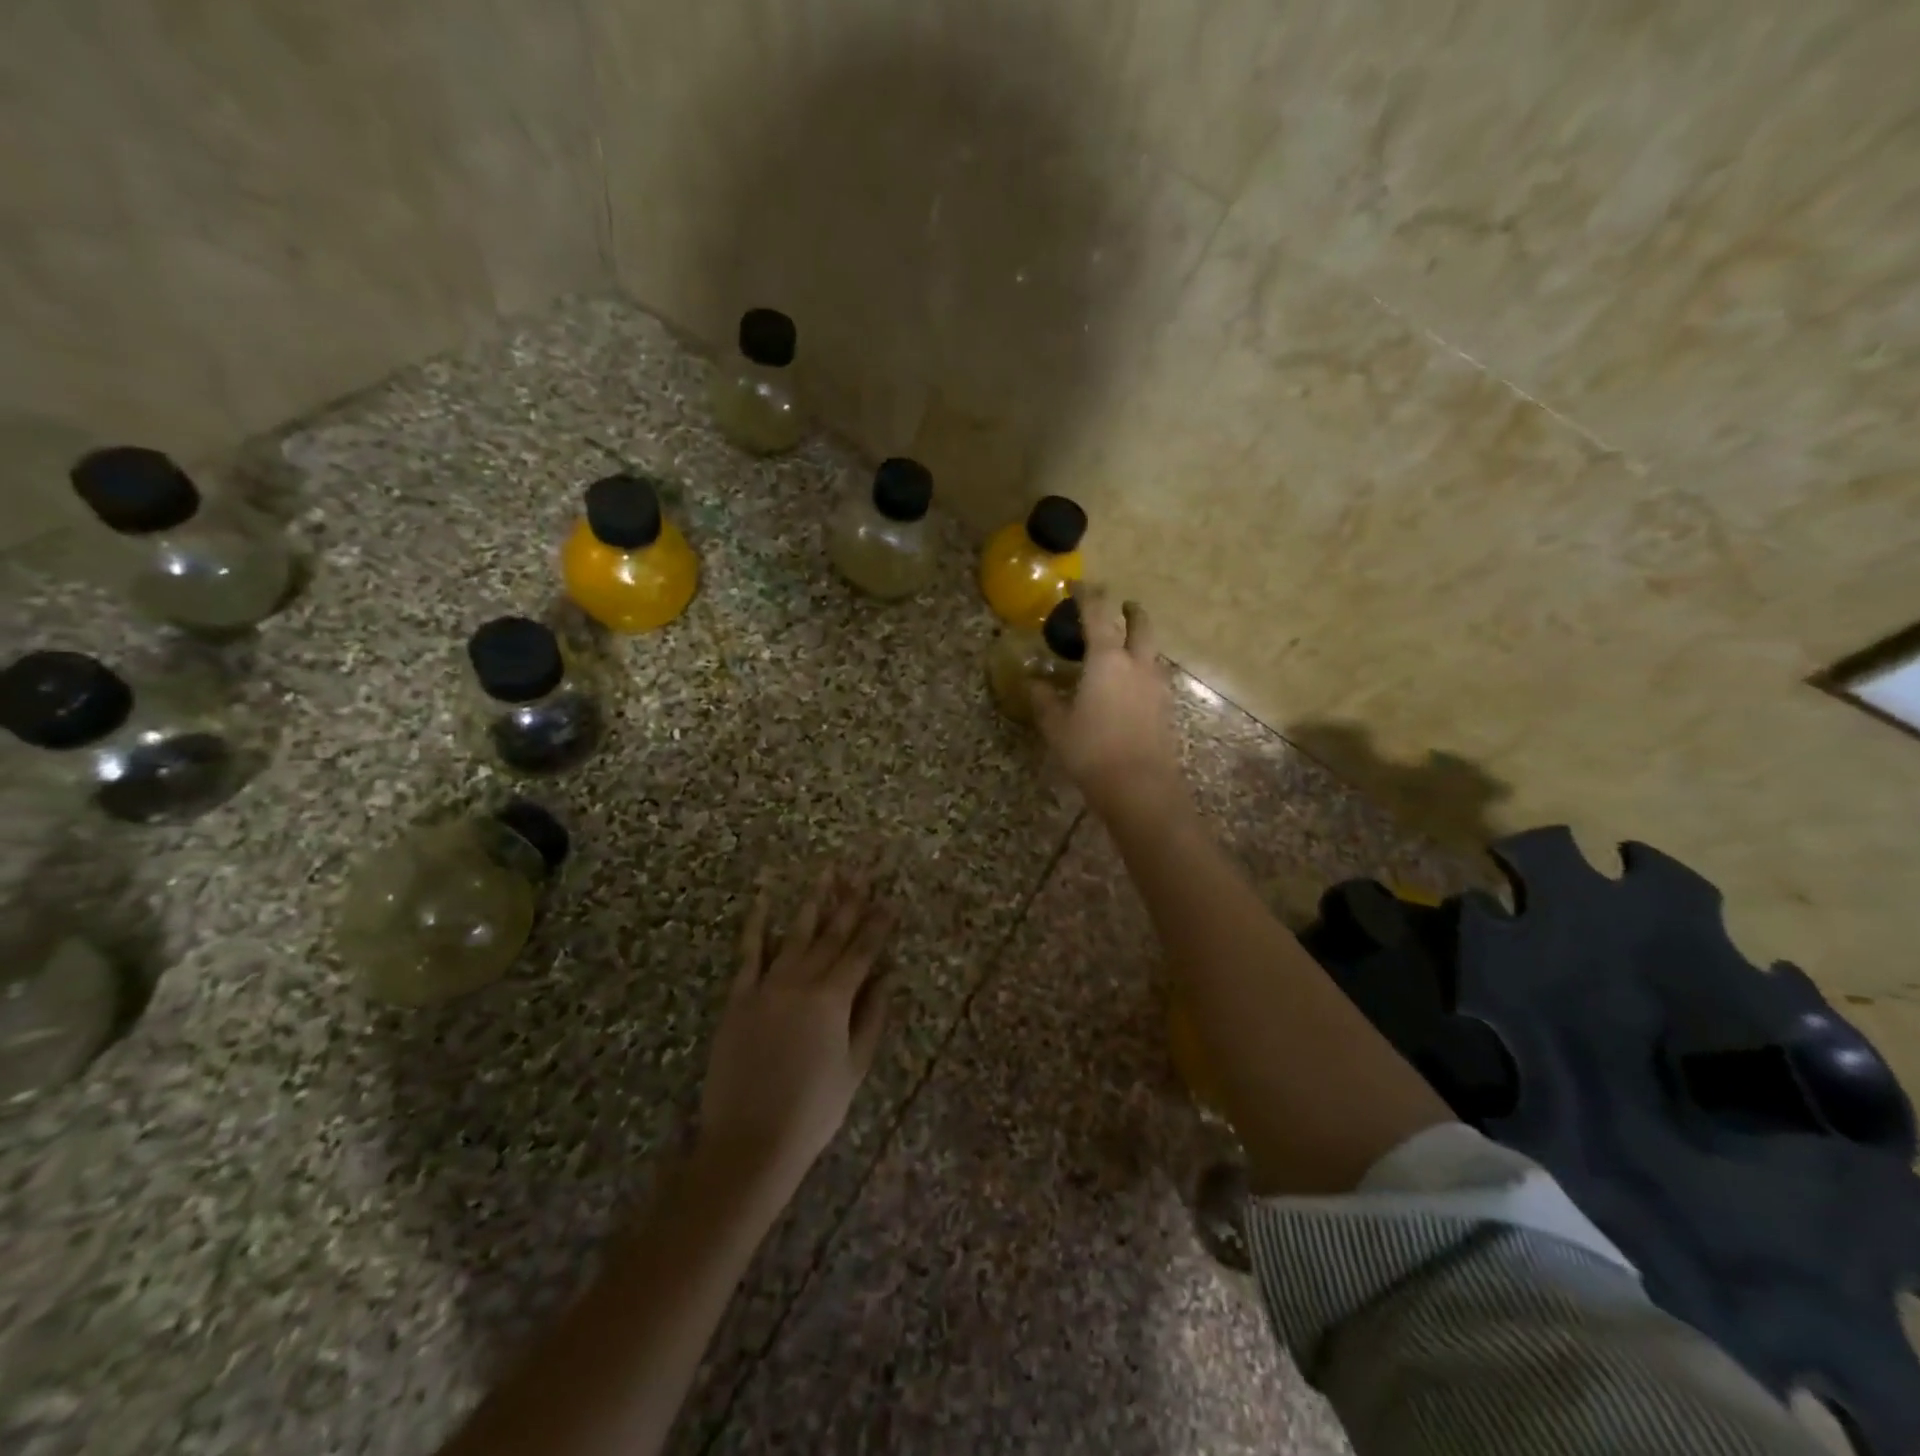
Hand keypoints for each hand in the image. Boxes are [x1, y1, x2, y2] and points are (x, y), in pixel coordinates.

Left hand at [697, 869, 896, 1200]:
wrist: (749, 1140)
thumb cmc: (812, 1109)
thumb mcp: (854, 1067)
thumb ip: (872, 1017)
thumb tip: (888, 976)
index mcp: (834, 1000)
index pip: (862, 952)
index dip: (878, 925)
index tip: (890, 901)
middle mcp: (802, 982)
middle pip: (831, 935)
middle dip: (850, 901)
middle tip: (862, 871)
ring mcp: (767, 987)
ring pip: (795, 935)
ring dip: (813, 902)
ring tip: (826, 873)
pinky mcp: (739, 998)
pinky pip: (749, 954)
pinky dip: (757, 926)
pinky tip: (763, 901)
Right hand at [1032, 588, 1185, 818]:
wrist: (1139, 787)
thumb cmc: (1091, 750)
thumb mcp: (1057, 726)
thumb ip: (1044, 700)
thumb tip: (1032, 683)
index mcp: (1107, 660)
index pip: (1098, 615)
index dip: (1088, 596)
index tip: (1079, 585)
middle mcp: (1136, 664)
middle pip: (1141, 626)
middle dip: (1131, 611)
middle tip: (1122, 605)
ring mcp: (1156, 686)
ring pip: (1152, 651)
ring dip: (1140, 641)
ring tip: (1124, 647)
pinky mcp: (1165, 709)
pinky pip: (1155, 676)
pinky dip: (1143, 669)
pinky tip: (1131, 685)